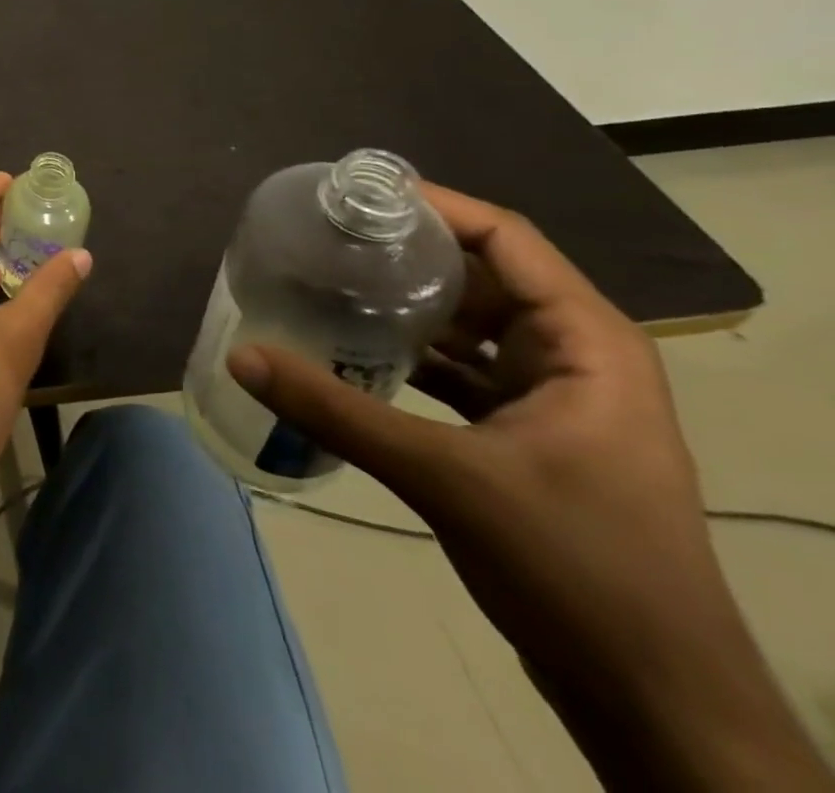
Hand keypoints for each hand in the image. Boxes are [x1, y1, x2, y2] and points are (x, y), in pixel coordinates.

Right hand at [225, 186, 827, 785]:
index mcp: (586, 342)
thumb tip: (240, 354)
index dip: (430, 205)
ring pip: (467, 323)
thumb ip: (336, 411)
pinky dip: (409, 353)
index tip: (353, 193)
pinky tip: (352, 350)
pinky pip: (459, 369)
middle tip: (321, 235)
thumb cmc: (577, 570)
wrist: (656, 703)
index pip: (504, 237)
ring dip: (402, 304)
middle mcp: (574, 355)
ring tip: (325, 280)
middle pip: (480, 274)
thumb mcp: (446, 478)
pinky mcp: (527, 435)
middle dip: (403, 252)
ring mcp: (552, 398)